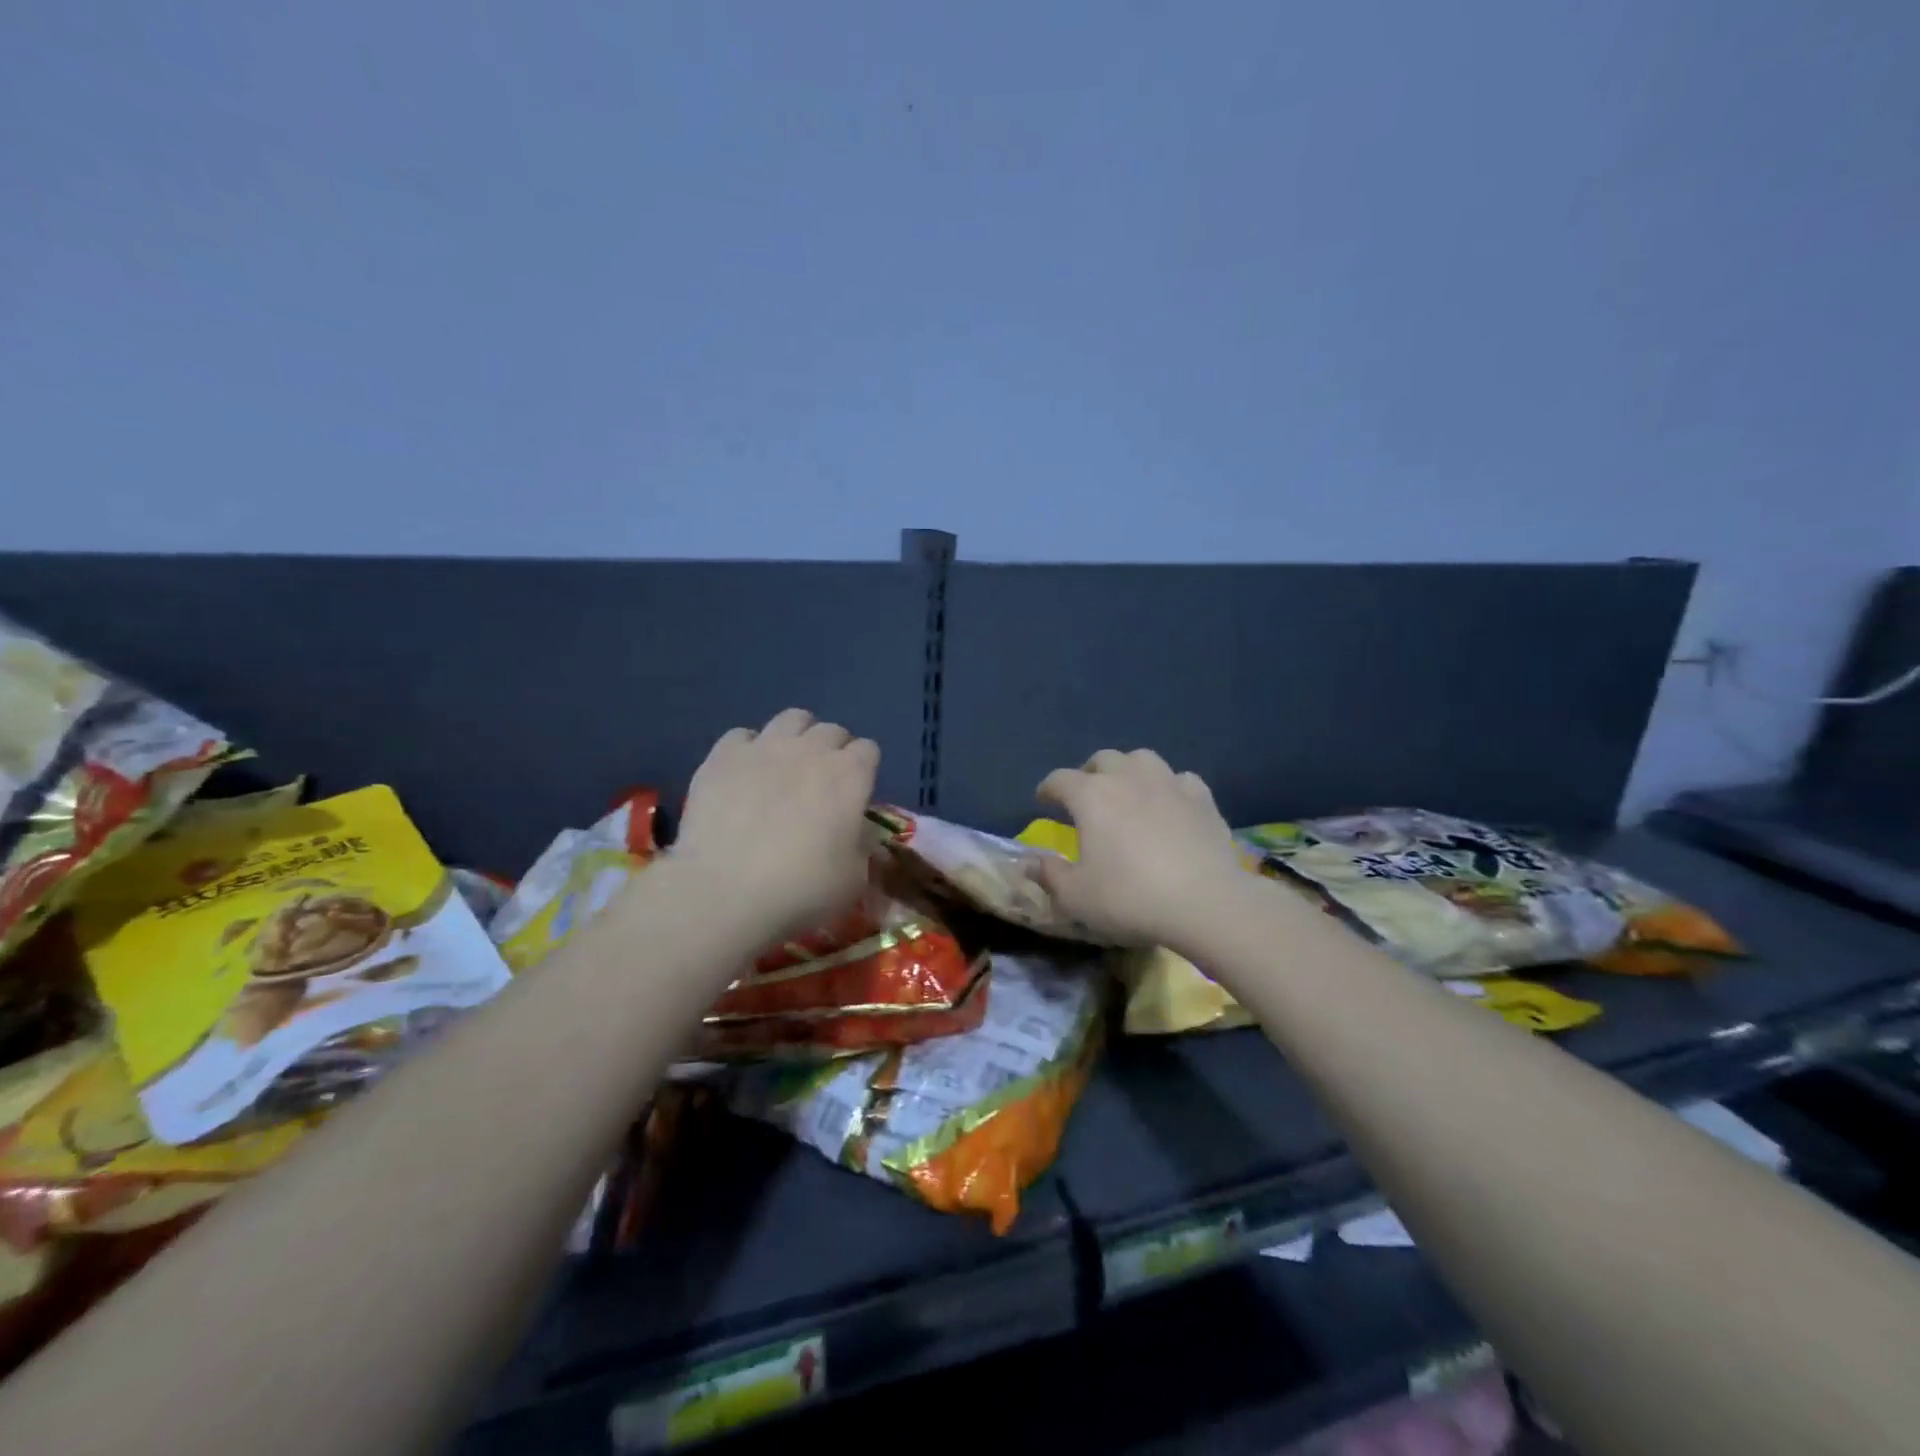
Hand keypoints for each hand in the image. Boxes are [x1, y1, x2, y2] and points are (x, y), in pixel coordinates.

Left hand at [673, 708, 879, 942]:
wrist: (725, 893)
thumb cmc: (802, 890)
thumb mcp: (854, 879)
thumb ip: (862, 845)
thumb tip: (858, 830)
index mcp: (851, 776)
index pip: (869, 750)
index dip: (864, 770)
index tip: (855, 794)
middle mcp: (812, 750)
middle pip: (832, 730)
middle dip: (833, 750)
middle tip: (822, 783)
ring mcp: (765, 747)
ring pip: (791, 718)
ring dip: (797, 737)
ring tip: (786, 765)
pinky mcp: (722, 756)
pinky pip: (742, 735)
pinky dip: (748, 749)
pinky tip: (743, 774)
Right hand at [1034, 749, 1245, 947]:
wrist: (1206, 903)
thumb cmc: (1130, 899)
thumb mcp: (1076, 897)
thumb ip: (1050, 875)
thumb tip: (1033, 862)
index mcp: (1091, 796)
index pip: (1059, 780)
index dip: (1047, 789)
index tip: (1043, 801)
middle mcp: (1128, 778)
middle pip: (1103, 759)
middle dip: (1089, 773)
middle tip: (1086, 796)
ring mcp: (1169, 784)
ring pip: (1143, 759)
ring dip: (1129, 770)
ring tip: (1128, 791)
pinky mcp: (1203, 799)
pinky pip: (1180, 779)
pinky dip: (1169, 787)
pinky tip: (1170, 804)